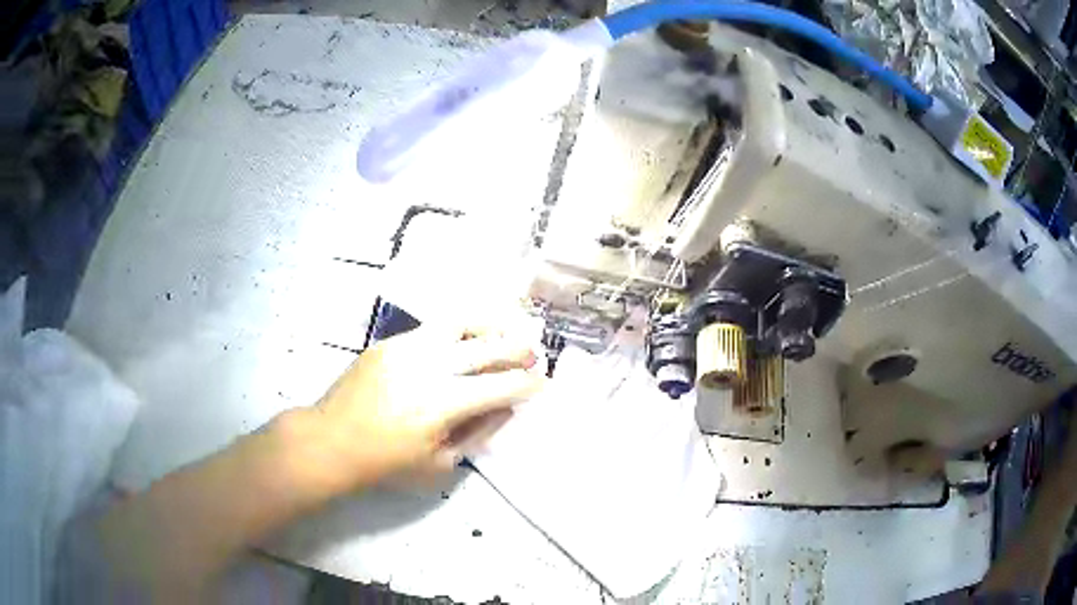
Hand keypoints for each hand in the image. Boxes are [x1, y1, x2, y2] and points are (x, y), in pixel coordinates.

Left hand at [309, 322, 544, 485]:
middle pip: (486, 346)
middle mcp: (428, 367)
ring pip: (459, 323)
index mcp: (442, 404)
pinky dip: (457, 330)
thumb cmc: (386, 463)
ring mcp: (406, 348)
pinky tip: (464, 340)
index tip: (542, 383)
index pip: (500, 385)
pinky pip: (431, 328)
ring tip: (505, 331)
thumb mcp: (440, 464)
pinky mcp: (389, 342)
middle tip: (533, 354)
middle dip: (517, 349)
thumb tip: (504, 407)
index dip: (527, 384)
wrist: (331, 441)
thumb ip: (477, 433)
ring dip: (490, 326)